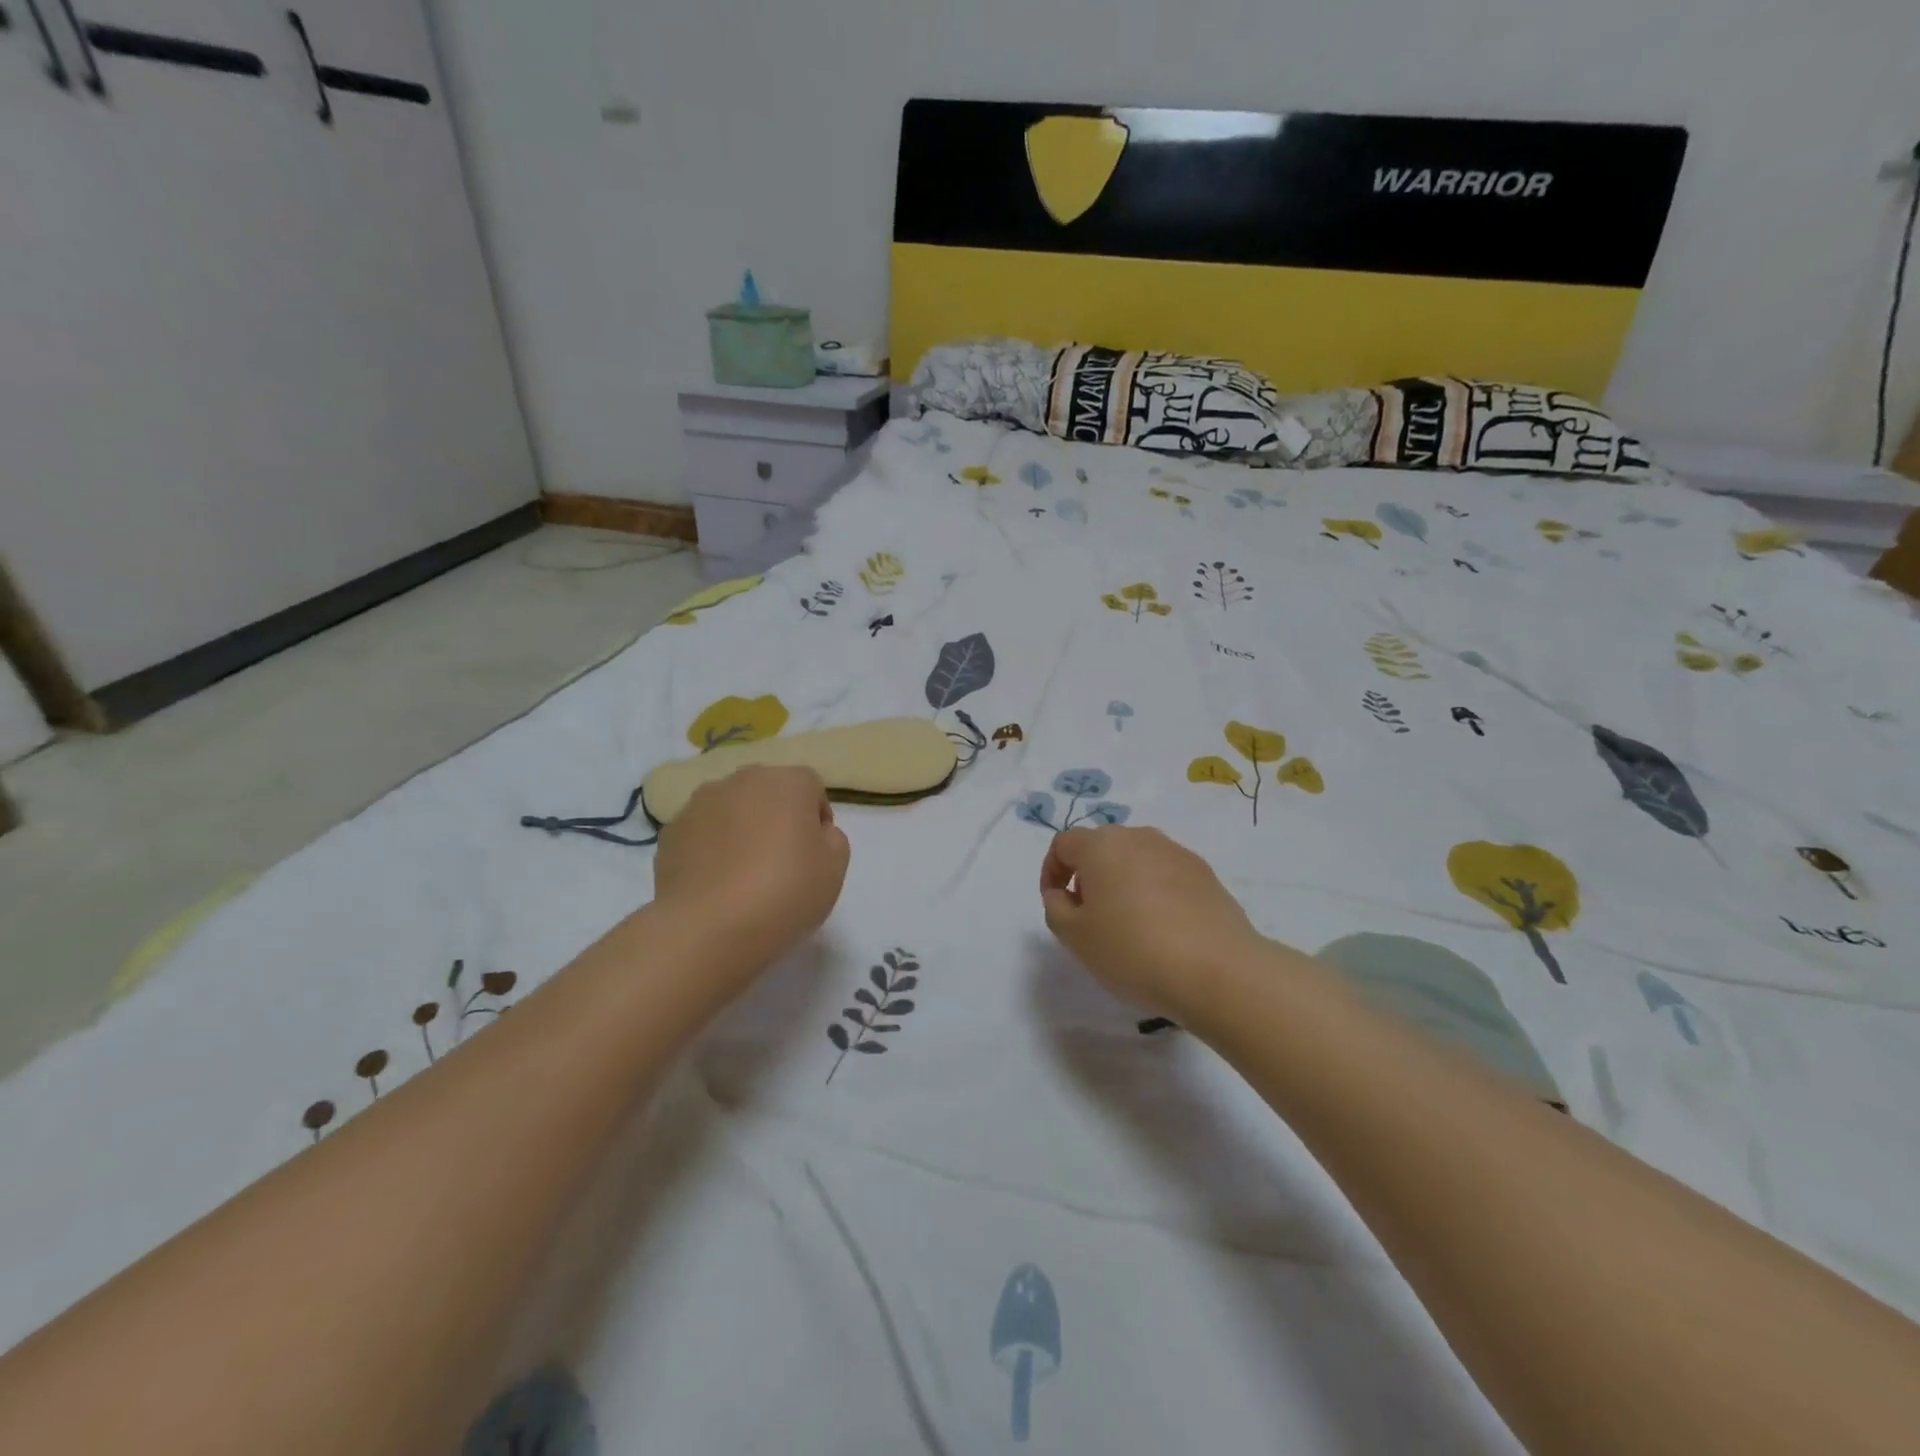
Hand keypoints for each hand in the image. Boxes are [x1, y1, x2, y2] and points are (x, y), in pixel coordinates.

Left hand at [652, 765, 849, 994]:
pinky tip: (716, 884)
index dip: (817, 819)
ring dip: (741, 830)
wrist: (708, 929)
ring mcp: (699, 804)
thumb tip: (814, 832)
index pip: (811, 787)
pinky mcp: (670, 832)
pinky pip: (702, 833)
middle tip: (782, 862)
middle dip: (777, 818)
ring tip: (744, 875)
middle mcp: (741, 781)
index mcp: (787, 782)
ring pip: (732, 810)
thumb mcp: (835, 868)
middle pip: (768, 792)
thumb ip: (832, 838)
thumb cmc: (784, 892)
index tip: (815, 854)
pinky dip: (711, 849)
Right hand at [1039, 826, 1268, 1021]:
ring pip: (1136, 860)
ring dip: (1123, 883)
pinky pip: (1166, 875)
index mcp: (1101, 845)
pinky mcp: (1205, 873)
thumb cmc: (1133, 950)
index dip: (1051, 872)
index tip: (1057, 905)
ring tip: (1128, 926)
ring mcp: (1176, 852)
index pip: (1063, 844)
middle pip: (1101, 847)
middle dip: (1088, 877)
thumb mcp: (1075, 936)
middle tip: (1090, 917)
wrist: (1218, 970)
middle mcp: (1138, 837)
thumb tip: (1062, 892)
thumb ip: (1056, 908)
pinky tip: (1163, 930)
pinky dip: (1155, 893)